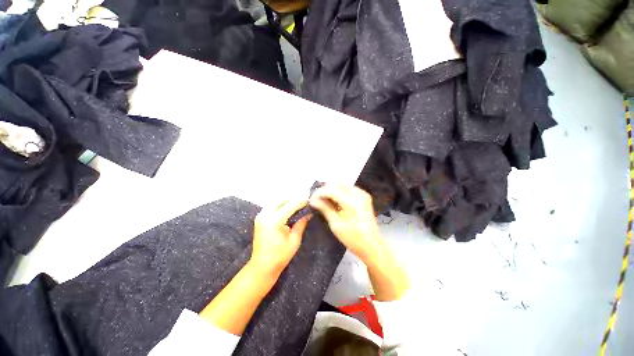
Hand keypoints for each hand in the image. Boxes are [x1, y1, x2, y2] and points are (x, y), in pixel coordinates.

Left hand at [251, 199, 310, 276]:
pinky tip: (287, 211)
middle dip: (293, 200)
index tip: (309, 201)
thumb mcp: (294, 240)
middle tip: (303, 204)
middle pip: (281, 200)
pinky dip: (279, 206)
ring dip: (286, 202)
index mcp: (275, 221)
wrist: (261, 267)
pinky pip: (271, 207)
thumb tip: (309, 214)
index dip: (301, 202)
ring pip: (275, 202)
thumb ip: (301, 224)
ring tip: (296, 207)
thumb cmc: (280, 256)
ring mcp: (260, 216)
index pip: (290, 205)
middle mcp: (266, 215)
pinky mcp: (259, 219)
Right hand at [309, 184, 382, 262]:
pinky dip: (339, 192)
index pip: (331, 190)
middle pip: (337, 184)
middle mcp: (359, 194)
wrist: (372, 246)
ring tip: (322, 199)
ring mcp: (362, 194)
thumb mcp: (336, 224)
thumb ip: (325, 208)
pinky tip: (333, 200)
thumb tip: (312, 199)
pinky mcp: (364, 197)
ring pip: (342, 185)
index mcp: (352, 201)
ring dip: (331, 190)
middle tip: (316, 199)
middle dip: (325, 190)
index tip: (311, 199)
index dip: (319, 193)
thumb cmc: (353, 238)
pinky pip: (348, 189)